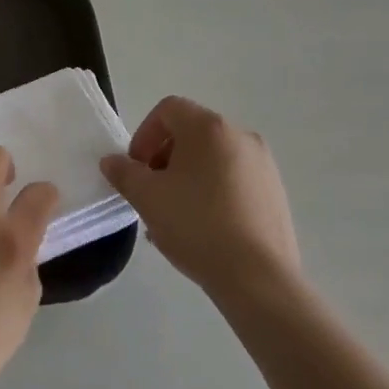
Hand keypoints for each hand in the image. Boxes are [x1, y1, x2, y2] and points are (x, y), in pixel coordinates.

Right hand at [101, 96, 298, 302]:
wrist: (259, 279)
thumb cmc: (197, 226)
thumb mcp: (147, 198)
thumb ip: (124, 173)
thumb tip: (112, 161)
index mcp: (209, 127)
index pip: (168, 110)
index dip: (144, 134)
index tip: (136, 168)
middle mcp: (241, 136)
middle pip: (191, 133)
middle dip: (164, 158)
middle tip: (152, 192)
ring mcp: (263, 166)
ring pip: (213, 159)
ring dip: (187, 177)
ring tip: (174, 216)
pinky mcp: (276, 194)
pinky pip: (234, 181)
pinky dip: (213, 192)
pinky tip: (203, 229)